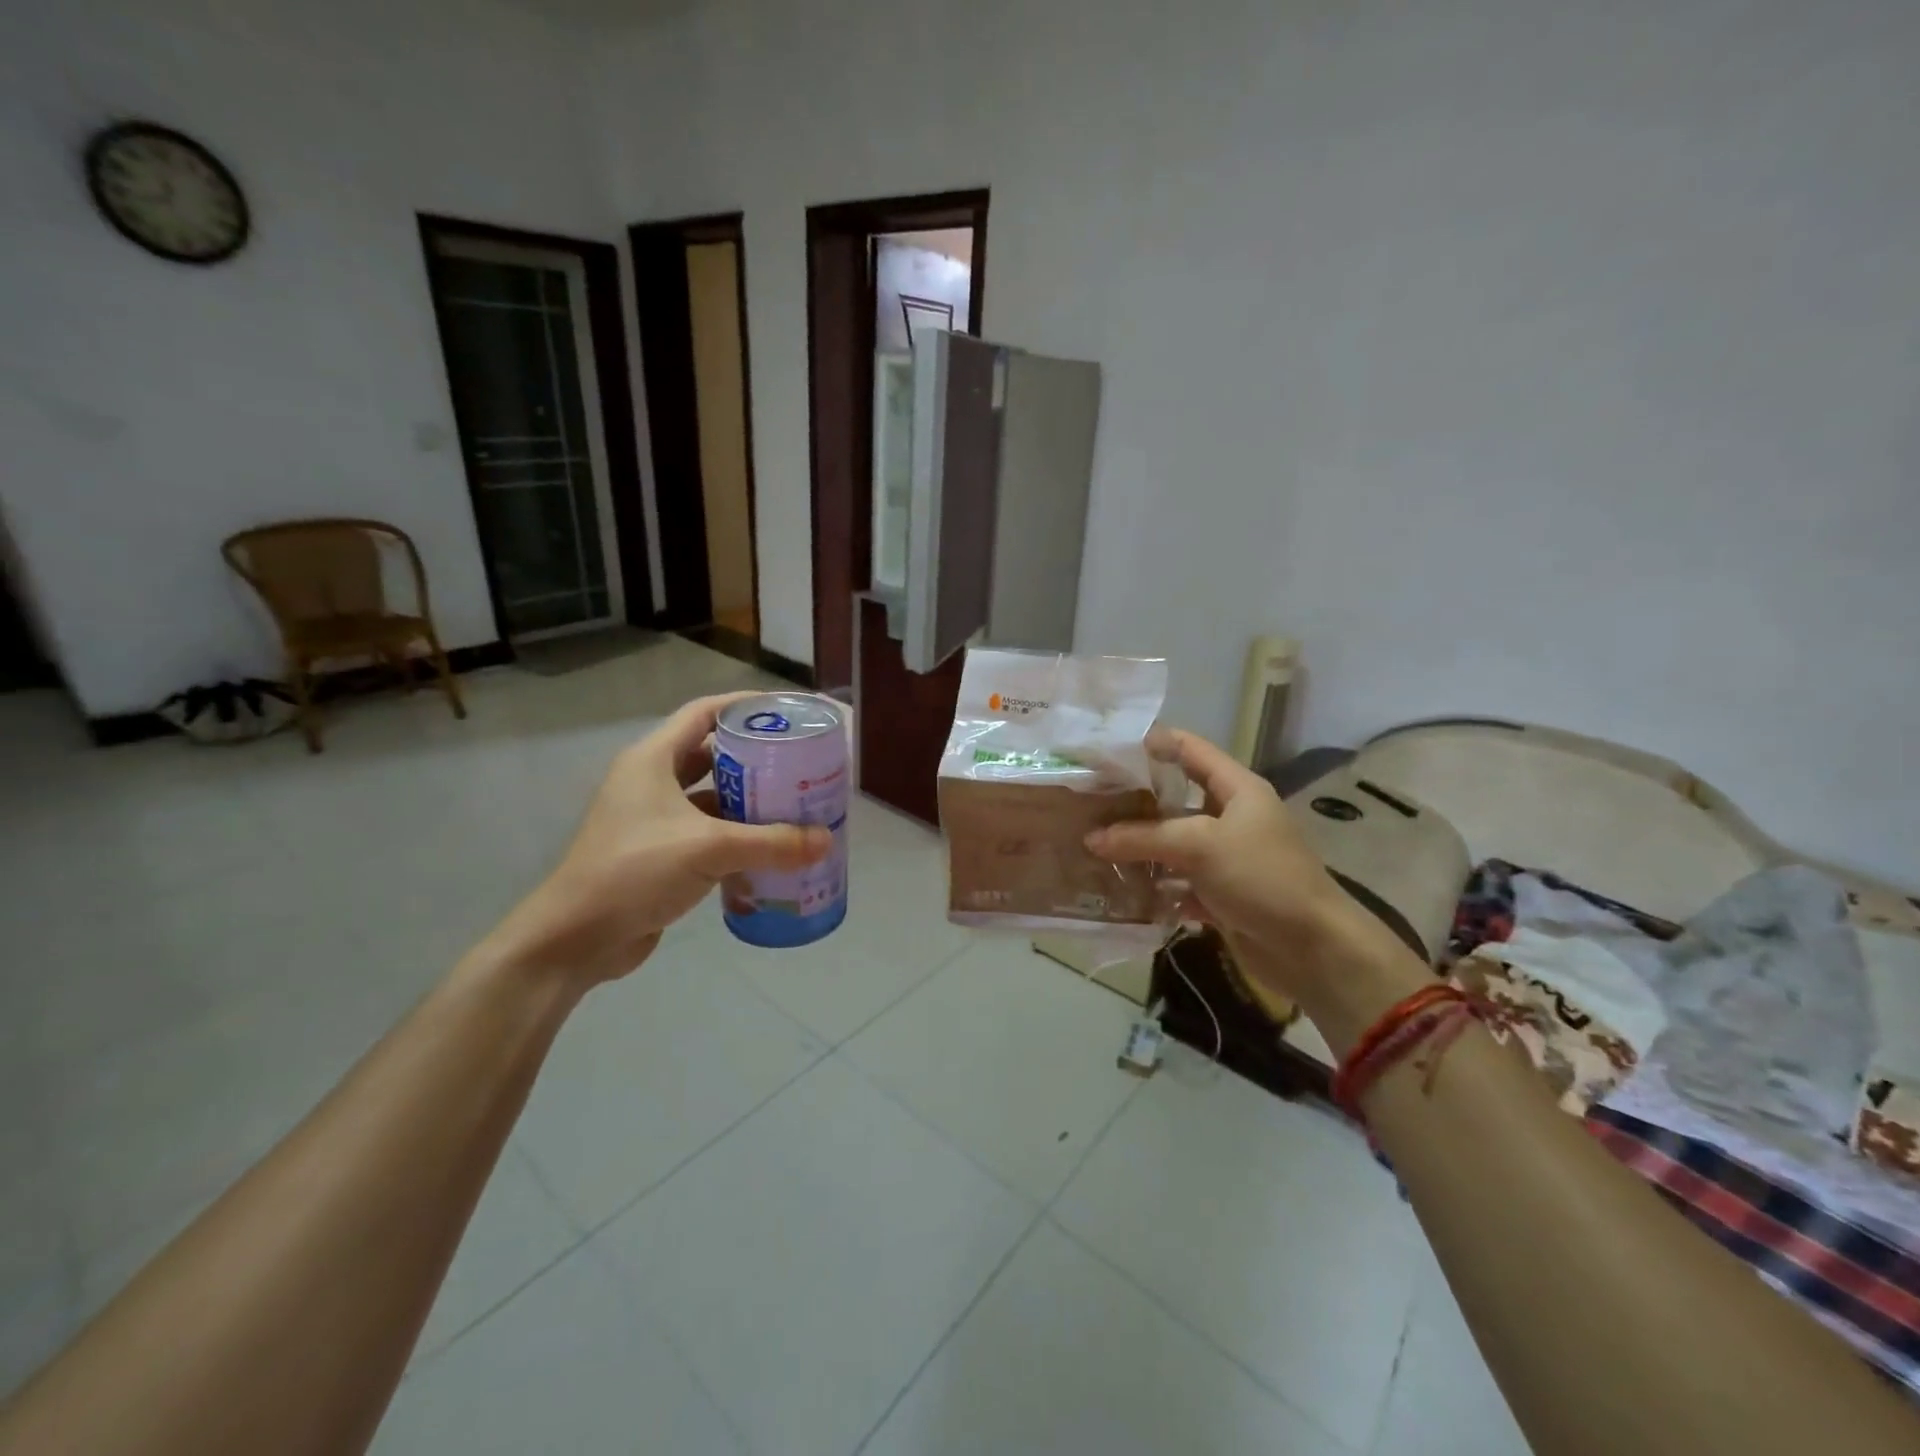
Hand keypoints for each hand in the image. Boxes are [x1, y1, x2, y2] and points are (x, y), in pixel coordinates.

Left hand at [483, 693, 830, 988]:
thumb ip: (771, 843)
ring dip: (748, 800)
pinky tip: (768, 849)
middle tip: (800, 763)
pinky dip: (736, 836)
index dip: (744, 706)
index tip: (786, 711)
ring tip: (793, 804)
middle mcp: (651, 781)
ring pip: (710, 796)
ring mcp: (652, 819)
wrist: (575, 939)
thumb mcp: (709, 849)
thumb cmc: (635, 872)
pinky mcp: (658, 853)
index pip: (704, 712)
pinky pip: (706, 832)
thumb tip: (826, 839)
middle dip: (755, 757)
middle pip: (712, 754)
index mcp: (653, 759)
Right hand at [1086, 728, 1427, 1046]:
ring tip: (1091, 847)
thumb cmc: (1262, 878)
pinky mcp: (1221, 896)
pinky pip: (1179, 885)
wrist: (1314, 950)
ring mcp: (1226, 858)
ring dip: (1139, 850)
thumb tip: (1090, 838)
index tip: (1108, 749)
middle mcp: (1231, 818)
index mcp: (1237, 789)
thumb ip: (1143, 837)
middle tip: (1088, 803)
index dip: (1153, 743)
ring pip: (1173, 845)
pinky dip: (1155, 889)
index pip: (1190, 750)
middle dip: (1134, 803)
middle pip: (1175, 801)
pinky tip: (1121, 891)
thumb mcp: (1200, 846)